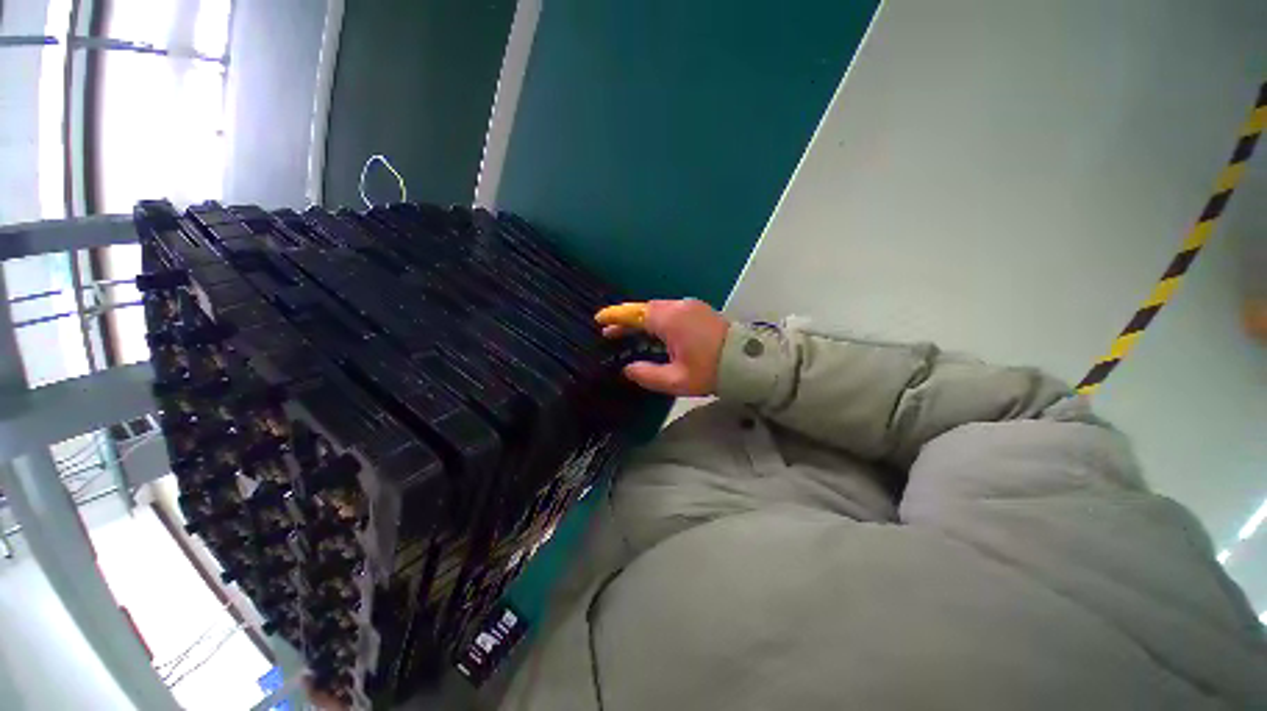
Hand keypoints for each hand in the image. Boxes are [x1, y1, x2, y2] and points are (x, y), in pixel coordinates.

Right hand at [601, 299, 728, 395]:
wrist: (749, 362)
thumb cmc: (711, 371)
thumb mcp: (676, 380)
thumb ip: (647, 374)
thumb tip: (628, 369)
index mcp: (670, 320)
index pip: (635, 314)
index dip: (616, 317)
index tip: (599, 319)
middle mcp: (678, 307)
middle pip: (645, 309)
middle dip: (626, 320)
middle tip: (610, 332)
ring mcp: (690, 306)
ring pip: (658, 309)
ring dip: (641, 320)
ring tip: (628, 334)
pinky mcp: (699, 310)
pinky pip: (670, 311)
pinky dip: (656, 320)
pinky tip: (653, 332)